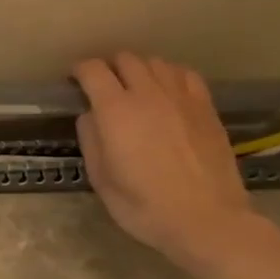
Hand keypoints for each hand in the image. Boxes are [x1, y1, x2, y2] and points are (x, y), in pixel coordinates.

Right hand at [72, 53, 262, 269]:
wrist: (206, 219)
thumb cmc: (142, 205)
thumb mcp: (100, 177)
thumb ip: (91, 139)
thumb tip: (91, 116)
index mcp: (116, 111)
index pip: (93, 71)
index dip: (79, 70)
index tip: (72, 81)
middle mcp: (149, 94)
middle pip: (126, 59)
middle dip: (109, 67)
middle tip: (102, 85)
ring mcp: (182, 98)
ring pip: (157, 62)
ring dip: (139, 69)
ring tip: (134, 86)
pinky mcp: (206, 108)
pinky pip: (185, 75)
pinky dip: (170, 75)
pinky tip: (166, 91)